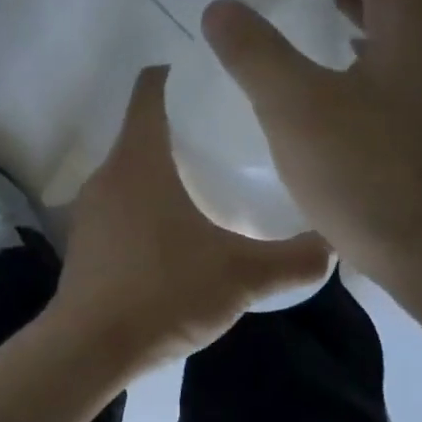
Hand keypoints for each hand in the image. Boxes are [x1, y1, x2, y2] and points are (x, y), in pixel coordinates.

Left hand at [53, 66, 332, 368]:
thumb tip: (335, 245)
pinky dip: (148, 205)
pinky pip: (121, 205)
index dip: (178, 73)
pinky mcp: (85, 242)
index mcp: (139, 159)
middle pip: (144, 129)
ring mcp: (91, 210)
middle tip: (234, 137)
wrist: (90, 349)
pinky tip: (180, 235)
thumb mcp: (241, 276)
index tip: (215, 78)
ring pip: (132, 171)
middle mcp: (108, 174)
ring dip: (166, 170)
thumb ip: (293, 259)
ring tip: (213, 184)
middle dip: (184, 127)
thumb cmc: (164, 292)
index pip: (150, 88)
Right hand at [201, 0, 421, 294]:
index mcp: (414, 8)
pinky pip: (396, 59)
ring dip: (340, 10)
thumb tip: (220, 5)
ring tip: (285, 19)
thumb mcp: (297, 110)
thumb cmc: (378, 177)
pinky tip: (324, 79)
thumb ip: (254, 51)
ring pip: (389, 19)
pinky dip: (357, 51)